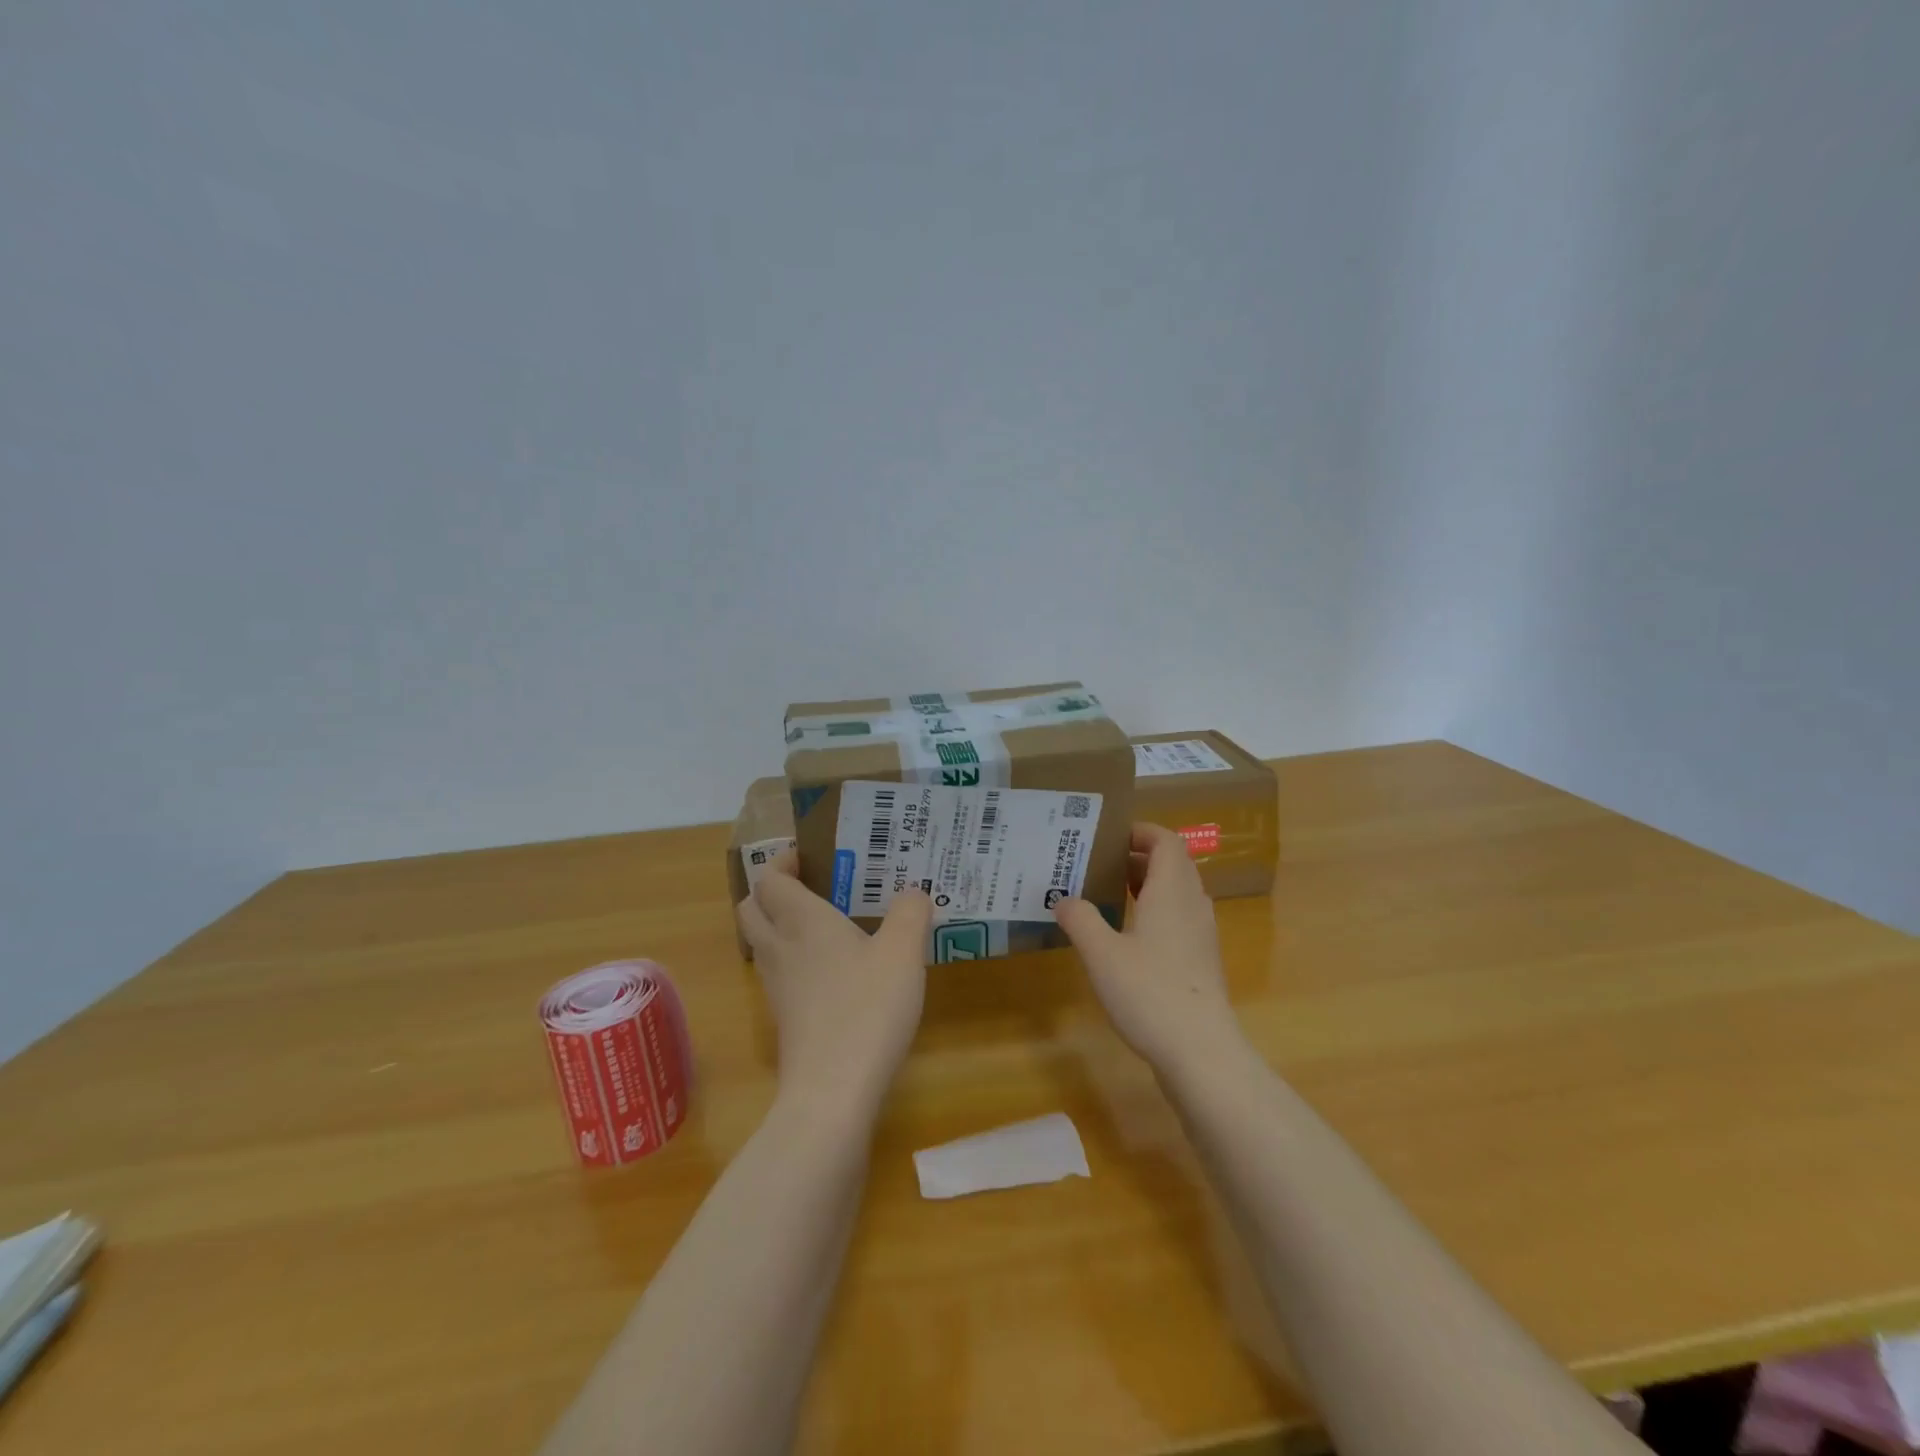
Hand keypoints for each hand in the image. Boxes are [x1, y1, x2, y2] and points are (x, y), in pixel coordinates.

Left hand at [738, 851, 930, 1113]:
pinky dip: (795, 959)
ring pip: (762, 942)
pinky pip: (779, 974)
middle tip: (811, 885)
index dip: (782, 861)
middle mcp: (780, 948)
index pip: (770, 878)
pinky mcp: (785, 1019)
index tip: (808, 854)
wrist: (833, 1090)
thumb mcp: (903, 951)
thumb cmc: (868, 1007)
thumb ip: (910, 912)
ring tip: (826, 923)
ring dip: (781, 925)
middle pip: (751, 908)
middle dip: (771, 891)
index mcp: (802, 920)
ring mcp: (777, 987)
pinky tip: (835, 969)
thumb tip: (913, 892)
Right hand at [1052, 823, 1242, 1075]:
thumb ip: (1080, 919)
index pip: (1166, 841)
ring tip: (1108, 895)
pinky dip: (1155, 912)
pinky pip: (1179, 918)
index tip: (1109, 836)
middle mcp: (1192, 904)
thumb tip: (1063, 899)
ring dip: (1146, 885)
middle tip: (1099, 863)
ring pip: (1177, 892)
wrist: (1201, 1051)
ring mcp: (1201, 934)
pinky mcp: (1201, 960)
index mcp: (1171, 891)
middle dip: (1138, 857)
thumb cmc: (1149, 992)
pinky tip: (1127, 936)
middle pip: (1172, 864)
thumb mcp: (1101, 953)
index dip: (1141, 831)